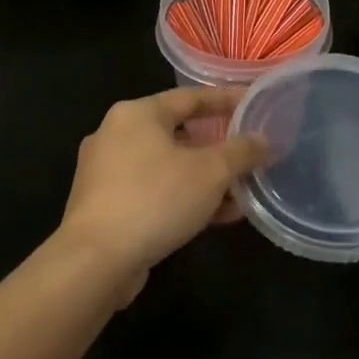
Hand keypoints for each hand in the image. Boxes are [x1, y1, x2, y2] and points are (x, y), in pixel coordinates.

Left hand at [58, 87, 268, 302]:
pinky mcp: (105, 206)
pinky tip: (215, 218)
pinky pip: (154, 192)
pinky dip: (184, 199)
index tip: (255, 105)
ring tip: (241, 195)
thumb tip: (262, 140)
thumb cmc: (155, 200)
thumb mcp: (211, 172)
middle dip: (219, 149)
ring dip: (206, 180)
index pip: (191, 97)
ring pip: (168, 167)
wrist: (95, 261)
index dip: (227, 100)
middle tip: (250, 156)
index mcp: (136, 114)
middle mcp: (116, 135)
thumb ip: (241, 151)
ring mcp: (106, 173)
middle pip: (179, 133)